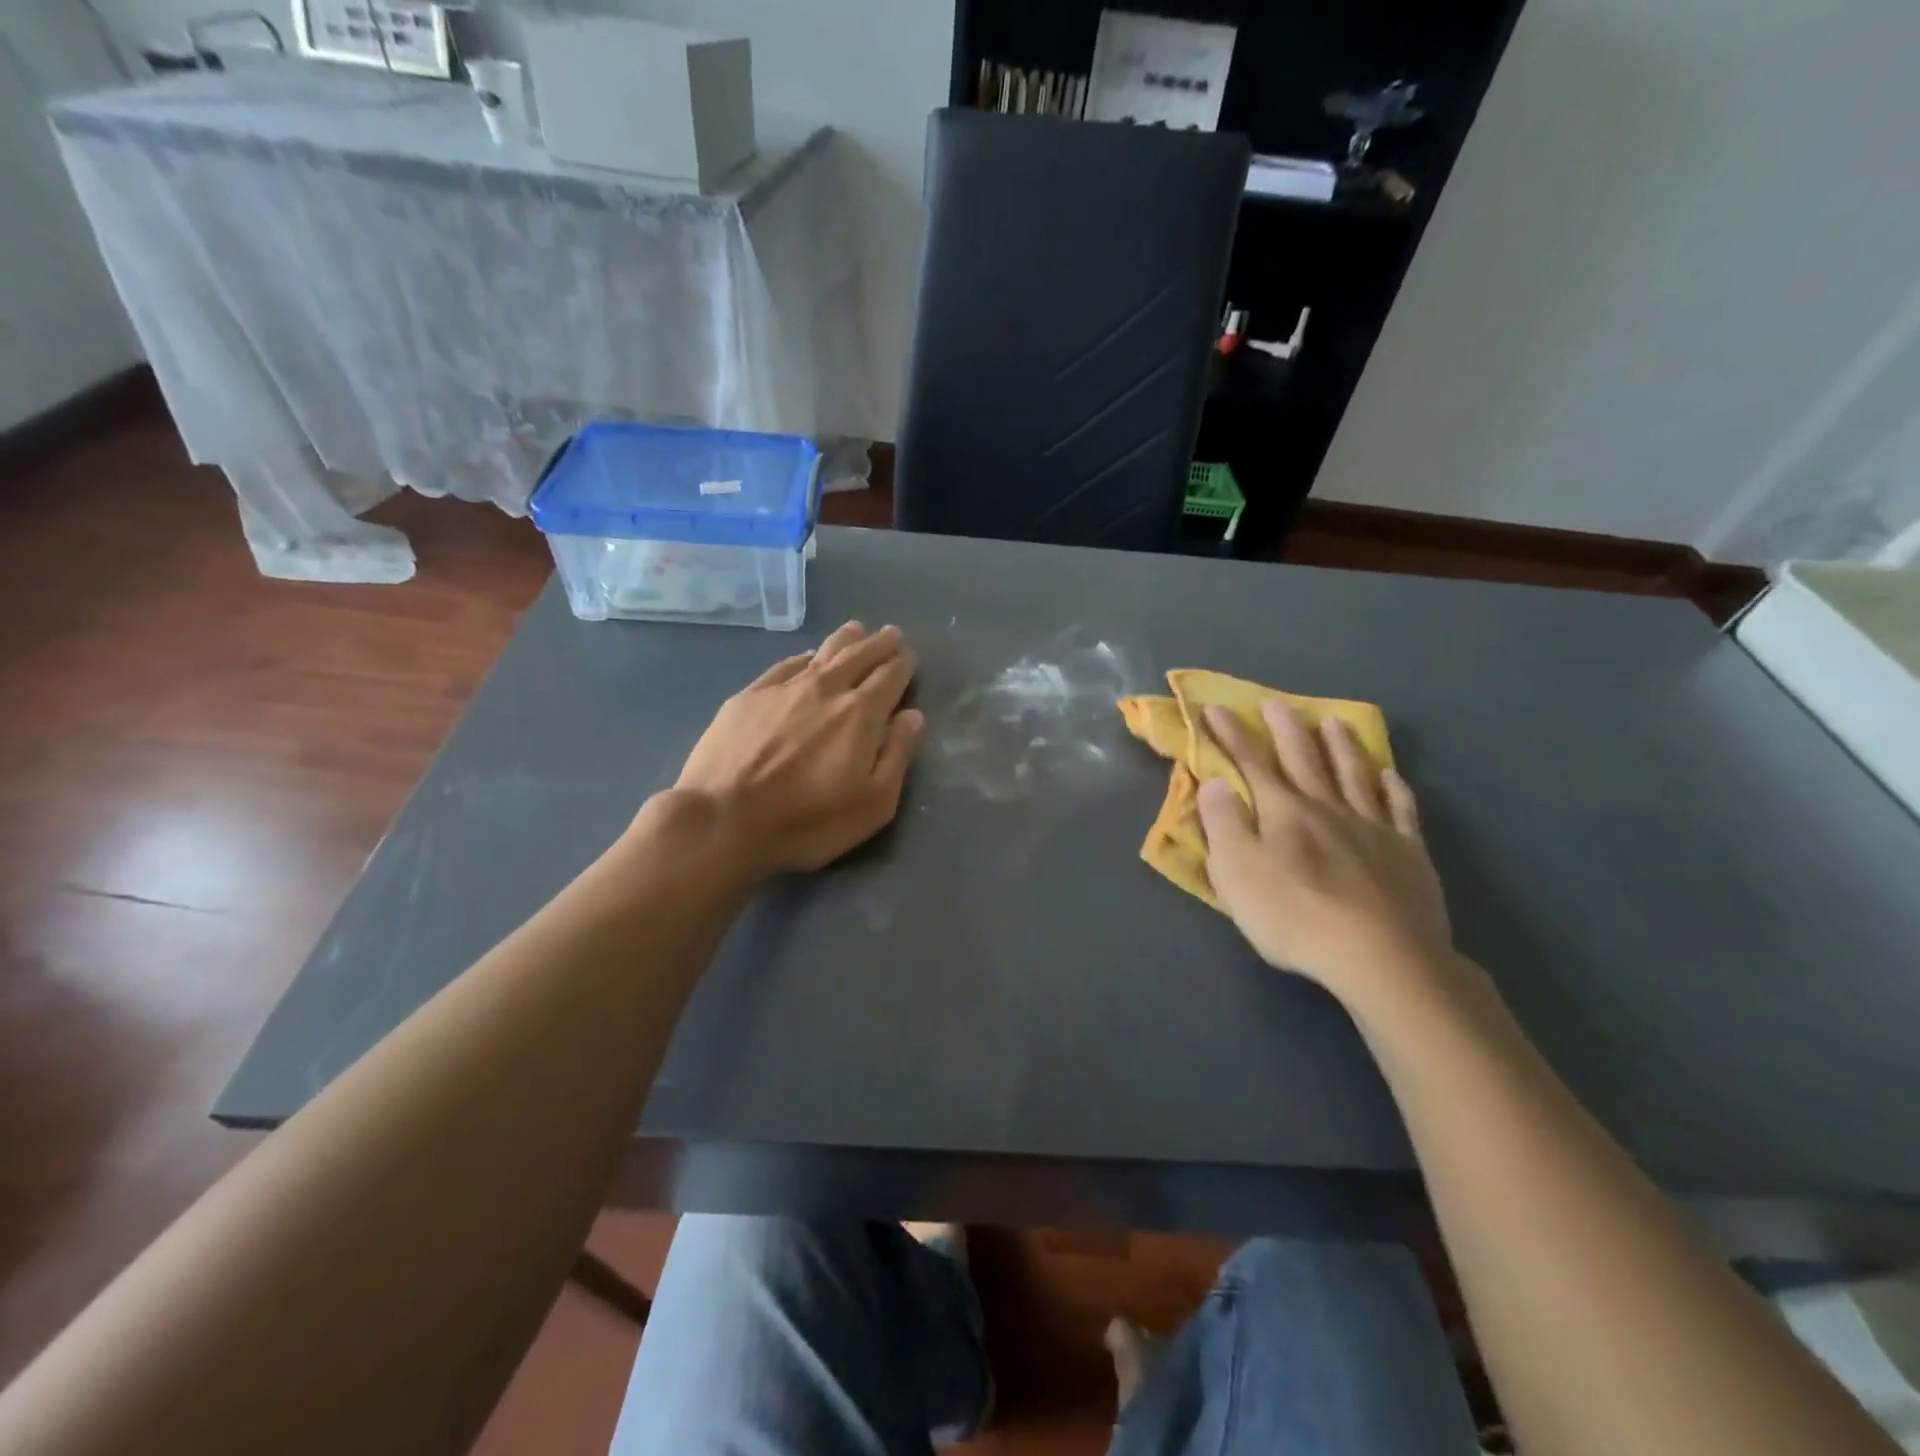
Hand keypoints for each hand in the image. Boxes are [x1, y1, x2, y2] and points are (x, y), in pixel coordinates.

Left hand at [673, 622, 923, 875]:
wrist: (723, 818)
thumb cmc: (807, 820)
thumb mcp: (872, 803)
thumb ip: (896, 755)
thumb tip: (912, 716)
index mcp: (861, 714)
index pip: (890, 676)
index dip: (903, 665)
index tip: (910, 657)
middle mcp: (826, 689)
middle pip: (859, 656)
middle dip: (879, 644)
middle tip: (891, 634)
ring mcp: (783, 688)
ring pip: (822, 653)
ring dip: (844, 640)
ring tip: (855, 630)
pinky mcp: (748, 696)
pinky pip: (784, 665)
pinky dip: (803, 658)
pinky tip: (806, 657)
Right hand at [1197, 700, 1452, 1003]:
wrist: (1381, 956)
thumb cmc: (1295, 916)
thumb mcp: (1237, 873)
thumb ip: (1223, 824)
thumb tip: (1214, 782)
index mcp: (1283, 812)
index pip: (1251, 763)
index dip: (1232, 735)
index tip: (1216, 708)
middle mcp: (1327, 808)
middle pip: (1304, 759)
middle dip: (1286, 729)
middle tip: (1277, 702)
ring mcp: (1372, 827)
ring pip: (1354, 774)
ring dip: (1341, 746)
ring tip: (1334, 722)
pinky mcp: (1408, 853)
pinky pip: (1401, 809)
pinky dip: (1394, 787)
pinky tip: (1391, 775)